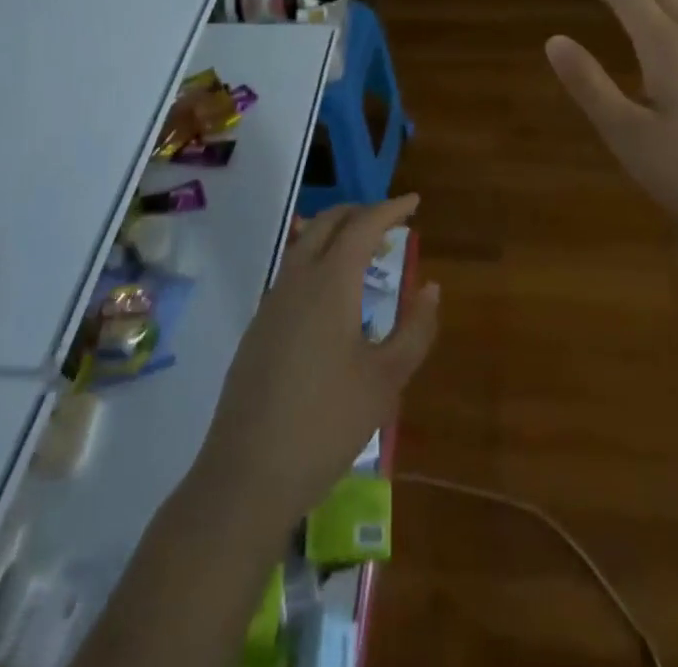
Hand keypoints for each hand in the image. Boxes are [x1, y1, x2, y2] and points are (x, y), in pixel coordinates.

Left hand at [192, 195, 438, 533]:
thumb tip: (431, 288)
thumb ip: (415, 329)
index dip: (390, 209)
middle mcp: (297, 278)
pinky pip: (292, 272)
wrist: (246, 474)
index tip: (414, 203)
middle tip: (390, 221)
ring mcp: (271, 302)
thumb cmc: (327, 423)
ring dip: (336, 235)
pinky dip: (318, 261)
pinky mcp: (258, 327)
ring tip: (364, 252)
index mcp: (330, 281)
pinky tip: (332, 295)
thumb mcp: (386, 380)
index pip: (363, 225)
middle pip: (328, 223)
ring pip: (304, 244)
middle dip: (360, 213)